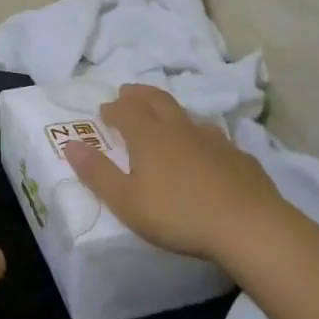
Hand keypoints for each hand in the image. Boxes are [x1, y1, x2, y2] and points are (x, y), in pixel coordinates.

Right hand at [61, 83, 287, 264]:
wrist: (248, 226)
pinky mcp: (238, 156)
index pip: (126, 110)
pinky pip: (214, 137)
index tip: (104, 111)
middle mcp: (179, 129)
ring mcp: (213, 140)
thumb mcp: (126, 201)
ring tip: (164, 119)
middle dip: (139, 94)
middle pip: (156, 100)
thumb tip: (70, 144)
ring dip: (170, 112)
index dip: (113, 108)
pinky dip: (200, 137)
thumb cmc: (178, 215)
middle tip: (127, 92)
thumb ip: (97, 172)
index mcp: (149, 137)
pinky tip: (205, 152)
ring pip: (187, 115)